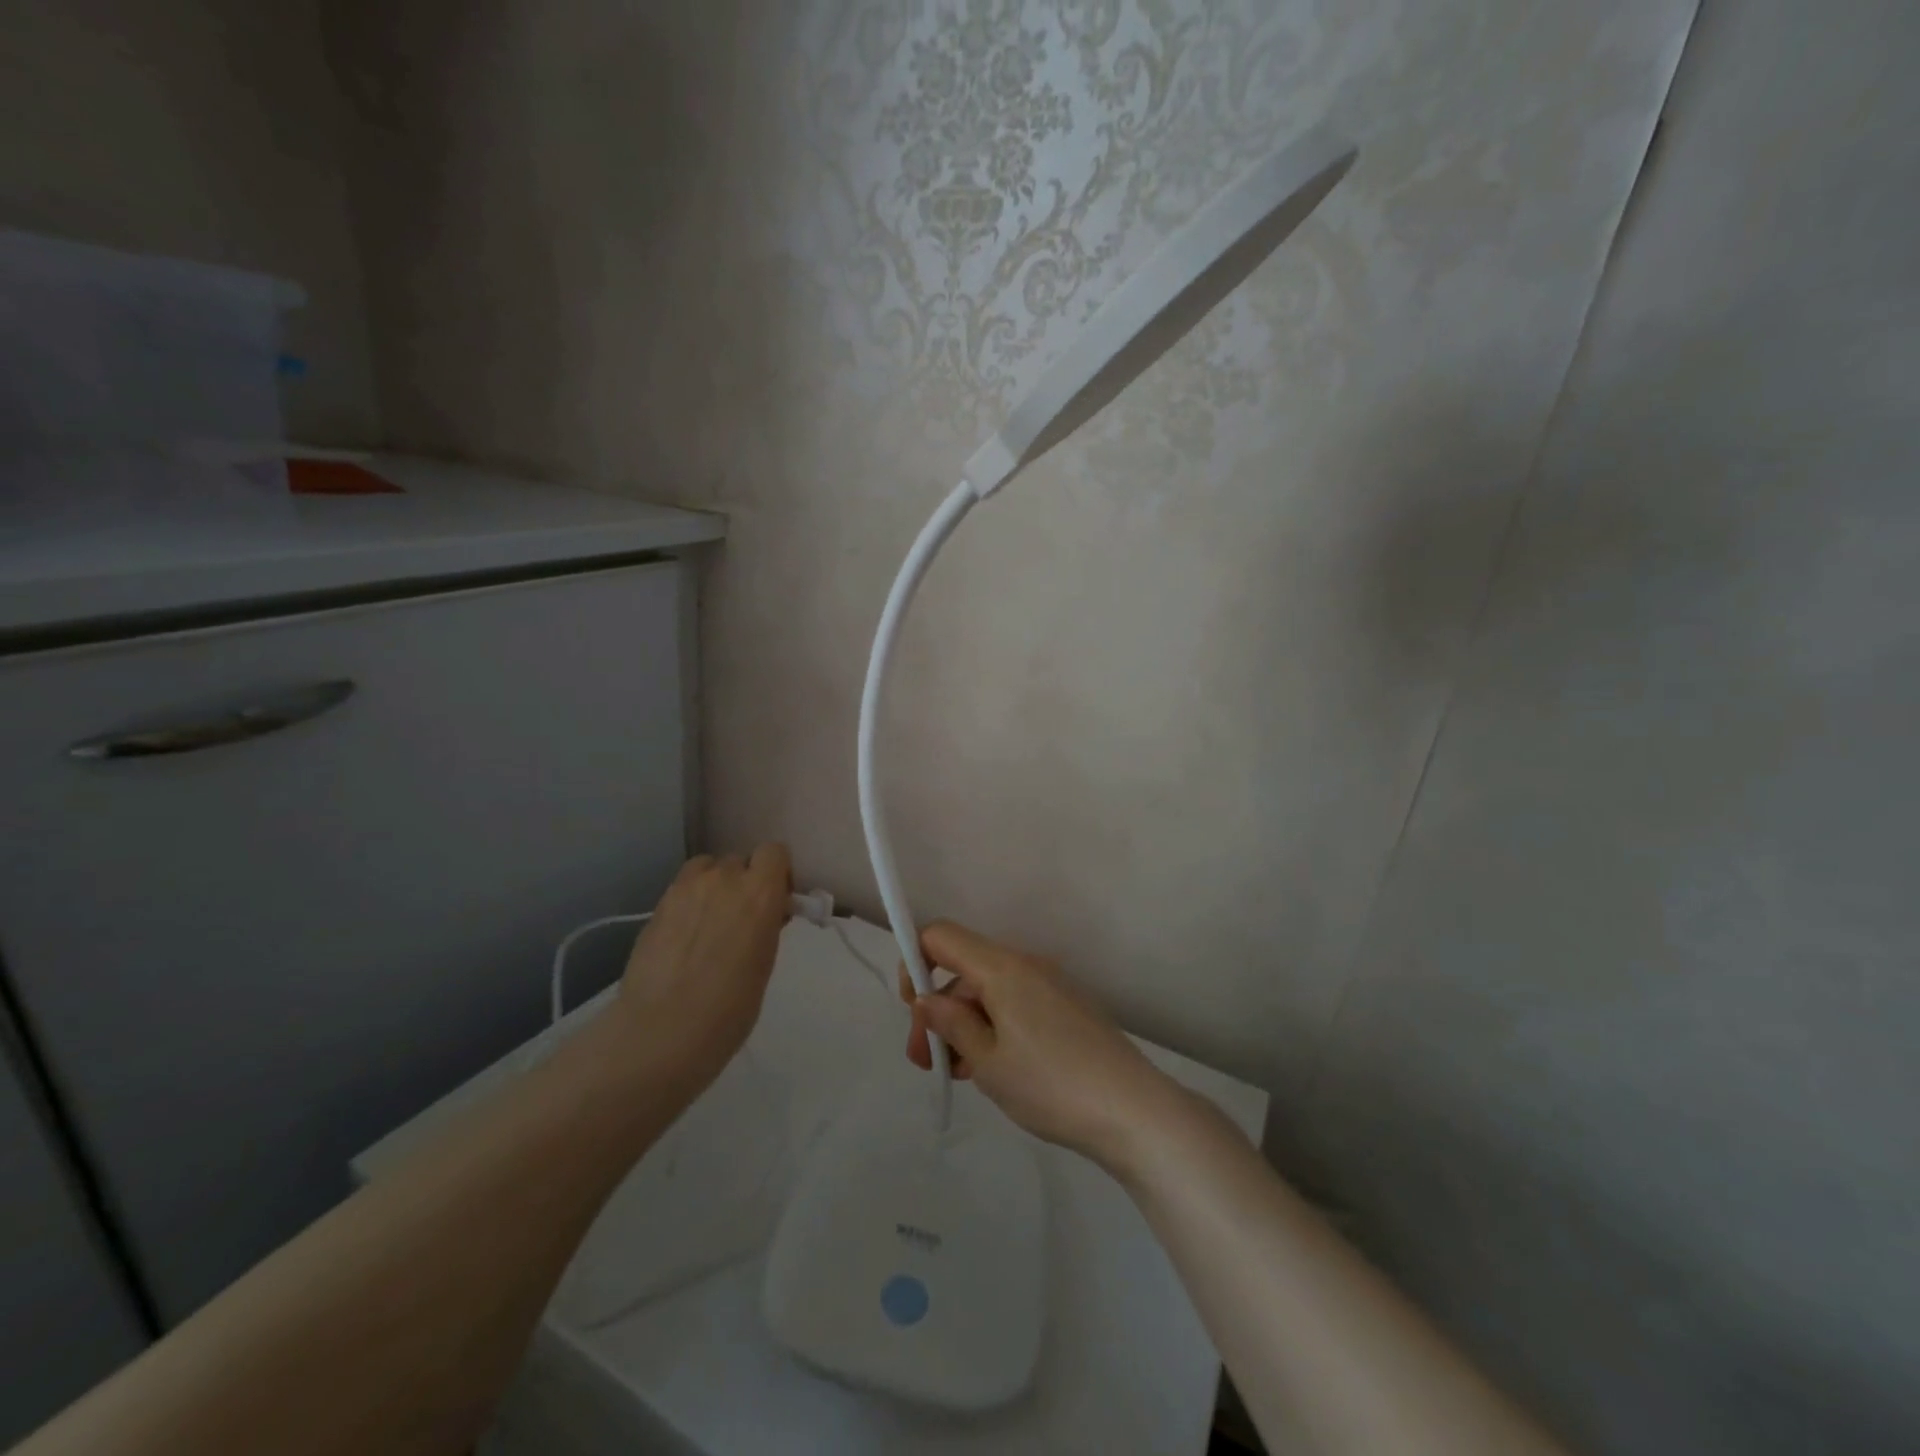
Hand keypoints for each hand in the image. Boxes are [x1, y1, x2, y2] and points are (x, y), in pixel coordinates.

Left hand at [616, 845, 791, 1088]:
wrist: (662, 1032)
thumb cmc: (729, 1009)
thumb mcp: (764, 963)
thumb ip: (765, 926)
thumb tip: (763, 916)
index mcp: (760, 892)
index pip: (775, 853)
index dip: (777, 873)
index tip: (776, 901)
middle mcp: (724, 878)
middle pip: (740, 861)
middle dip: (744, 882)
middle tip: (741, 918)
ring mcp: (685, 888)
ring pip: (707, 868)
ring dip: (714, 885)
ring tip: (709, 922)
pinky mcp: (657, 904)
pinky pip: (682, 887)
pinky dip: (689, 901)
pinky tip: (684, 935)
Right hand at [900, 919, 1185, 1170]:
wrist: (1134, 1111)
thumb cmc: (1051, 1085)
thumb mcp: (988, 1062)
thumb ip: (952, 1024)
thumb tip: (928, 1000)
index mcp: (1002, 968)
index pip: (942, 936)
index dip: (916, 962)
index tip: (914, 1011)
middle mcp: (1026, 964)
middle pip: (965, 969)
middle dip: (938, 1009)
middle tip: (927, 1062)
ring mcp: (1051, 985)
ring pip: (990, 992)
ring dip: (965, 1024)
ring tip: (959, 1074)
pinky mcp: (1068, 1008)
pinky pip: (1016, 1005)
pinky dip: (994, 1027)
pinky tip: (992, 1069)